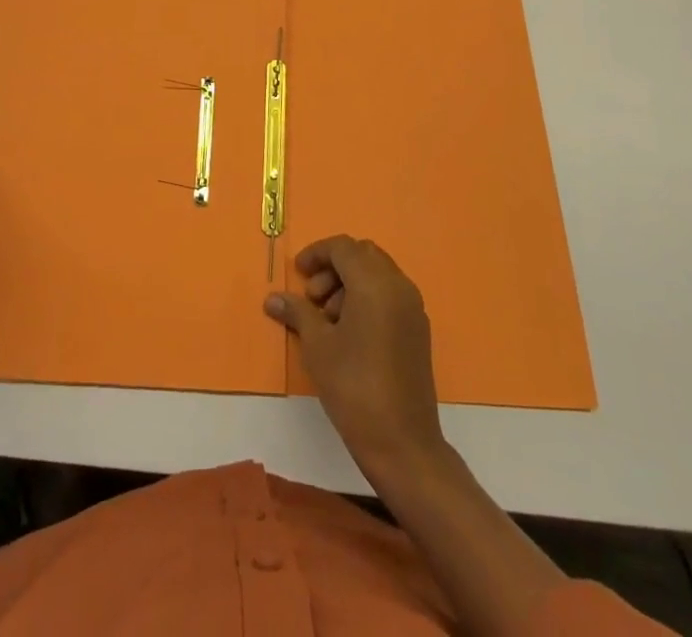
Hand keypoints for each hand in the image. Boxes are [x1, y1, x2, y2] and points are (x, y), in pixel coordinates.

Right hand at [264, 235, 445, 478]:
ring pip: (378, 274)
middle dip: (334, 268)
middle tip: (313, 297)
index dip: (317, 254)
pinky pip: (390, 295)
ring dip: (350, 283)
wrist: (402, 443)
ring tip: (328, 320)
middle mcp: (398, 286)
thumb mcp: (317, 346)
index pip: (343, 248)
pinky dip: (368, 298)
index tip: (298, 274)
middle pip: (363, 255)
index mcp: (375, 283)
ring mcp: (413, 308)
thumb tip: (273, 298)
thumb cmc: (354, 387)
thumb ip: (297, 312)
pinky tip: (350, 332)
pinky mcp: (418, 330)